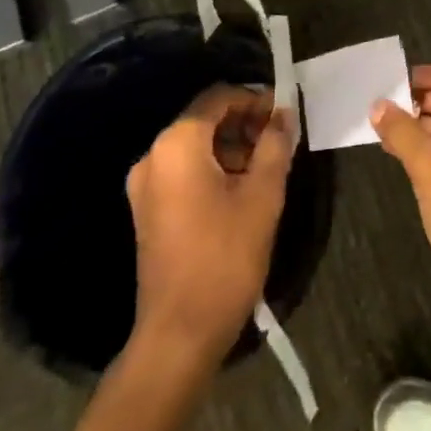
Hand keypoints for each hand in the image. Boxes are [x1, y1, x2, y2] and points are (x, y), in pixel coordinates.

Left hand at [125, 85, 294, 365]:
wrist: (179, 333)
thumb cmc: (225, 256)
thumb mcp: (263, 194)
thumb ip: (276, 144)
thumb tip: (284, 114)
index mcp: (177, 144)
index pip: (219, 97)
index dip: (255, 100)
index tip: (285, 116)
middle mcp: (154, 156)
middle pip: (204, 119)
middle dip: (245, 124)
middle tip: (280, 142)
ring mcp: (145, 186)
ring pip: (195, 146)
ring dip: (232, 147)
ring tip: (267, 168)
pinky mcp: (147, 211)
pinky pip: (183, 171)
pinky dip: (213, 168)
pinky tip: (242, 190)